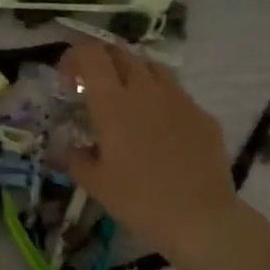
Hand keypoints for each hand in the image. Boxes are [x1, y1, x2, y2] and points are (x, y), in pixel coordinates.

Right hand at [59, 42, 239, 260]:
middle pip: (121, 52)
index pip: (91, 54)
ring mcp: (178, 98)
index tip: (68, 81)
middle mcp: (146, 90)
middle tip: (92, 87)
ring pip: (151, 67)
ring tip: (126, 101)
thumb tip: (76, 149)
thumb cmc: (139, 200)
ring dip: (132, 74)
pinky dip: (158, 98)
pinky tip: (158, 128)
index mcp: (113, 103)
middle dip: (101, 61)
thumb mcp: (95, 184)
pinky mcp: (202, 113)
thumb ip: (77, 159)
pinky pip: (175, 92)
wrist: (200, 217)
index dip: (75, 57)